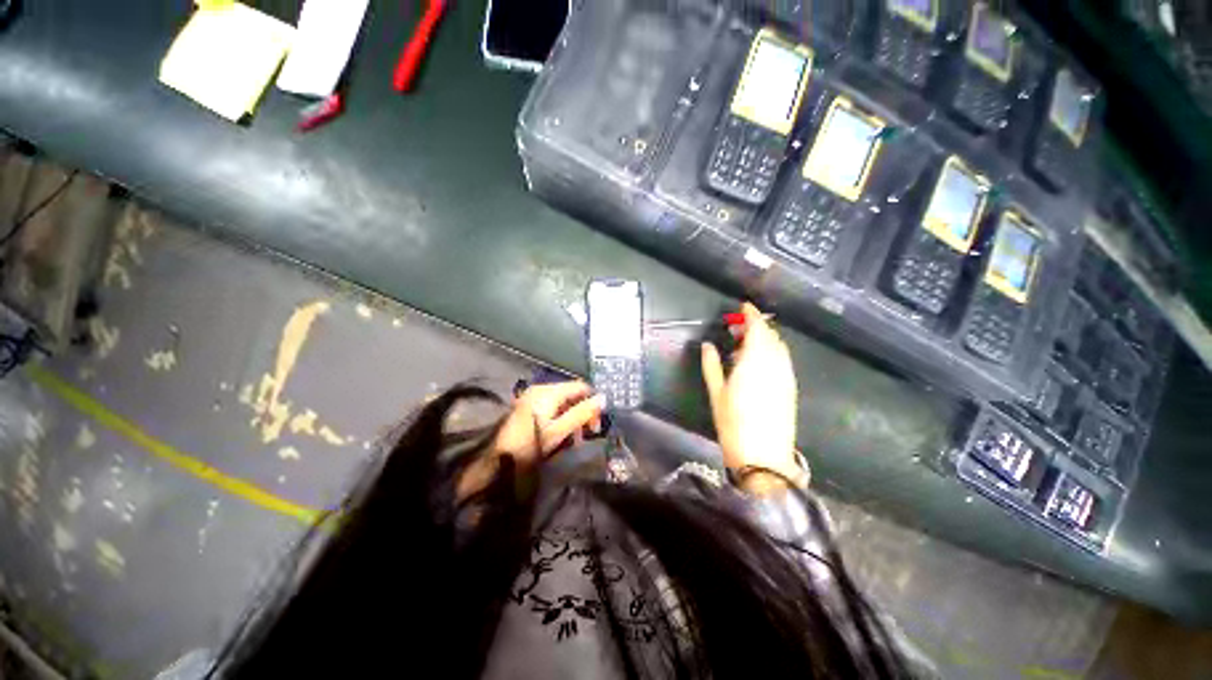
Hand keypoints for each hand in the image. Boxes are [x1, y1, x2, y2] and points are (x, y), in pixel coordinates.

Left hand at [494, 381, 604, 464]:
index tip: (597, 424)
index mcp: (549, 391)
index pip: (581, 387)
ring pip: (563, 402)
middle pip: (572, 394)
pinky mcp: (528, 407)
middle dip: (582, 412)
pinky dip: (561, 419)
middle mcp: (541, 388)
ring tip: (574, 439)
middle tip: (587, 434)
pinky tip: (561, 435)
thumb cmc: (529, 445)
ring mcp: (533, 397)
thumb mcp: (558, 431)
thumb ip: (581, 413)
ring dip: (572, 418)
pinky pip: (552, 407)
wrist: (495, 459)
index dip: (593, 402)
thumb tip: (603, 399)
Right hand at [701, 303, 802, 492]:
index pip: (757, 328)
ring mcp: (786, 376)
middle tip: (737, 328)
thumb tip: (708, 345)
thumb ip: (711, 365)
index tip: (743, 306)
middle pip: (770, 335)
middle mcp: (775, 364)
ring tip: (746, 344)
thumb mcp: (716, 392)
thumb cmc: (733, 423)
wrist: (763, 457)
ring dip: (765, 338)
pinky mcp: (790, 387)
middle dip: (756, 326)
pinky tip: (758, 361)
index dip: (751, 314)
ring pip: (779, 347)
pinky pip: (783, 360)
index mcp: (755, 361)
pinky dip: (772, 352)